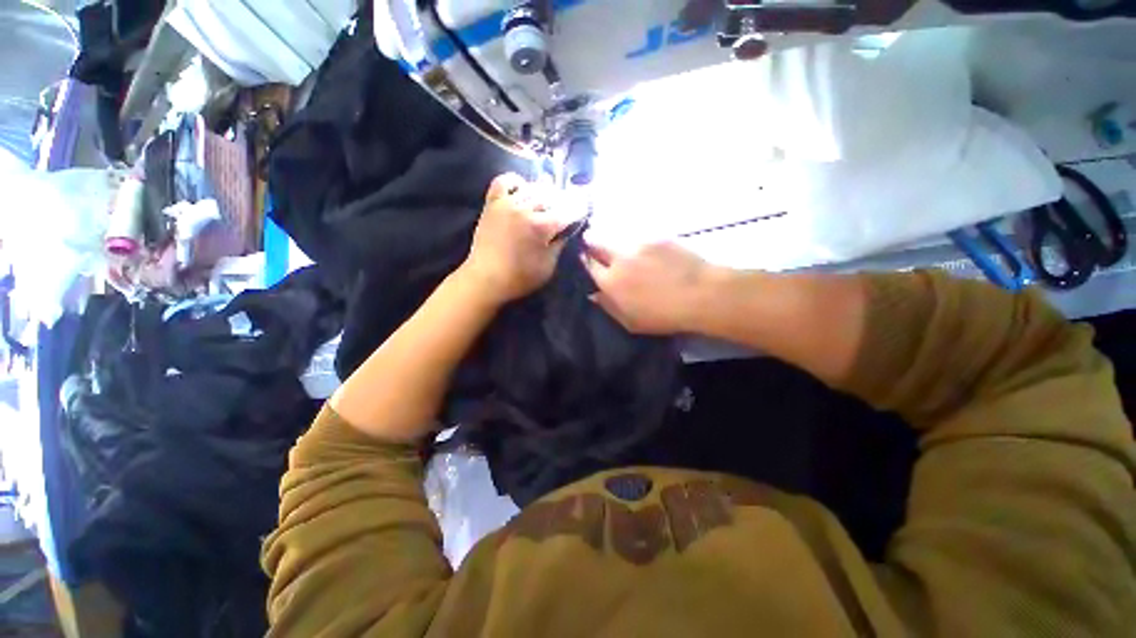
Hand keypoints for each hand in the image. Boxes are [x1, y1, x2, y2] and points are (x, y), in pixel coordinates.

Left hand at [461, 173, 568, 303]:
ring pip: (532, 188)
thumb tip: (568, 229)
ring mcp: (507, 203)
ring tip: (547, 204)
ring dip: (544, 194)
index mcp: (542, 226)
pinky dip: (516, 182)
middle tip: (566, 211)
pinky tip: (522, 189)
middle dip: (563, 202)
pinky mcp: (492, 204)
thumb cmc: (520, 278)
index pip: (568, 210)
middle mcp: (526, 209)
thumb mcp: (548, 266)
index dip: (580, 209)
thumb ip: (560, 243)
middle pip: (552, 196)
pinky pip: (504, 181)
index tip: (585, 210)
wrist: (486, 279)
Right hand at [582, 240, 723, 334]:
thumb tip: (593, 294)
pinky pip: (637, 237)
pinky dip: (635, 243)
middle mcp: (619, 258)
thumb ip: (608, 306)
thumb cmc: (664, 315)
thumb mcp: (631, 322)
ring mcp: (638, 244)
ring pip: (616, 237)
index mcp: (610, 282)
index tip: (584, 260)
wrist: (701, 295)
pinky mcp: (656, 236)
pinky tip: (647, 252)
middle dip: (592, 243)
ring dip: (613, 242)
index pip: (587, 264)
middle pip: (596, 242)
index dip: (583, 261)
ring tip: (624, 251)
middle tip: (597, 249)